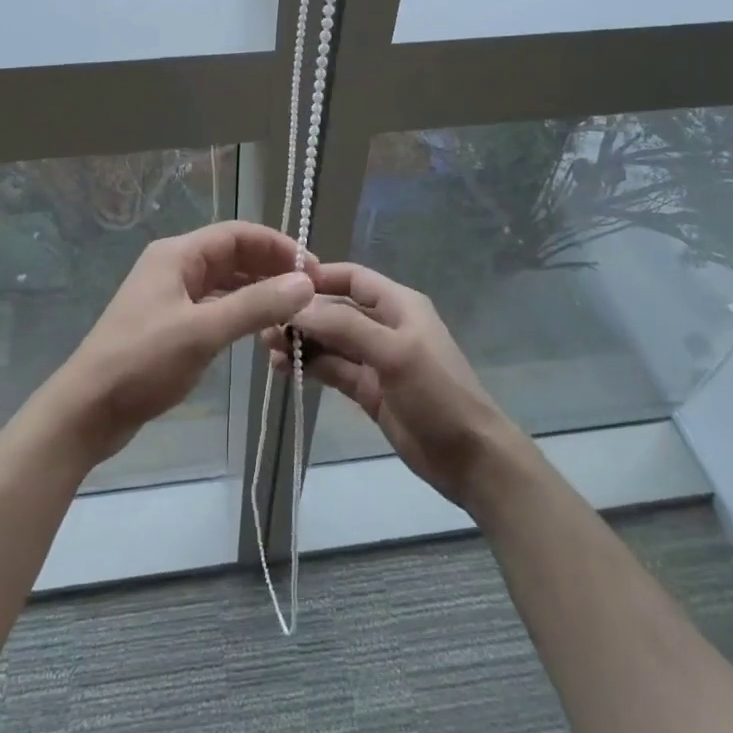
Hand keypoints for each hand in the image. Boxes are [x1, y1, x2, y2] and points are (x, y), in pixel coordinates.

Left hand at [50, 221, 316, 464]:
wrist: (87, 410)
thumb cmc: (141, 363)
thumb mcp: (202, 332)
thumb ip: (255, 305)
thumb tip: (305, 283)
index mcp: (177, 255)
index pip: (237, 234)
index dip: (278, 246)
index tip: (313, 269)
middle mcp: (174, 267)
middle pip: (233, 256)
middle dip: (271, 269)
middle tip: (310, 293)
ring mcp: (171, 296)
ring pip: (225, 283)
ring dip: (258, 293)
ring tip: (294, 313)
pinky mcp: (171, 324)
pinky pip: (215, 307)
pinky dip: (241, 313)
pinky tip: (263, 331)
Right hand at [266, 262, 522, 507]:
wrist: (468, 457)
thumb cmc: (437, 392)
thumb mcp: (394, 352)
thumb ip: (345, 328)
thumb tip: (297, 307)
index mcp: (398, 304)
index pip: (352, 278)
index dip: (318, 276)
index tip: (279, 283)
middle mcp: (383, 325)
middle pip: (335, 310)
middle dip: (302, 314)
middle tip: (264, 324)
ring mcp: (374, 359)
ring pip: (329, 341)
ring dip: (300, 341)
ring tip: (267, 348)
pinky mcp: (366, 389)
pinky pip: (332, 369)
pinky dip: (309, 366)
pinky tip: (283, 368)